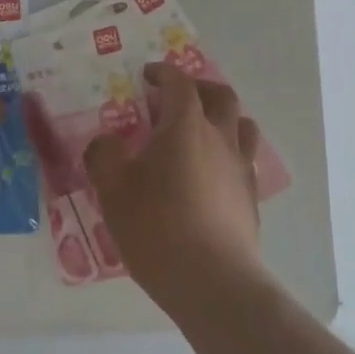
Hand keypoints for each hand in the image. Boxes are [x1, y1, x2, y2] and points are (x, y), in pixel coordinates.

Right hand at [84, 63, 261, 290]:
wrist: (211, 280)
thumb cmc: (156, 227)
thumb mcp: (113, 189)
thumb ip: (104, 155)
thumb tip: (107, 142)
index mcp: (186, 126)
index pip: (180, 83)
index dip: (163, 73)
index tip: (147, 76)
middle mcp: (220, 138)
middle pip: (220, 96)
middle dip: (198, 88)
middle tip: (176, 98)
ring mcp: (241, 168)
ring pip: (241, 125)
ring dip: (221, 117)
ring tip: (200, 131)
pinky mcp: (251, 198)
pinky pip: (244, 159)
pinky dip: (228, 152)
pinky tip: (210, 174)